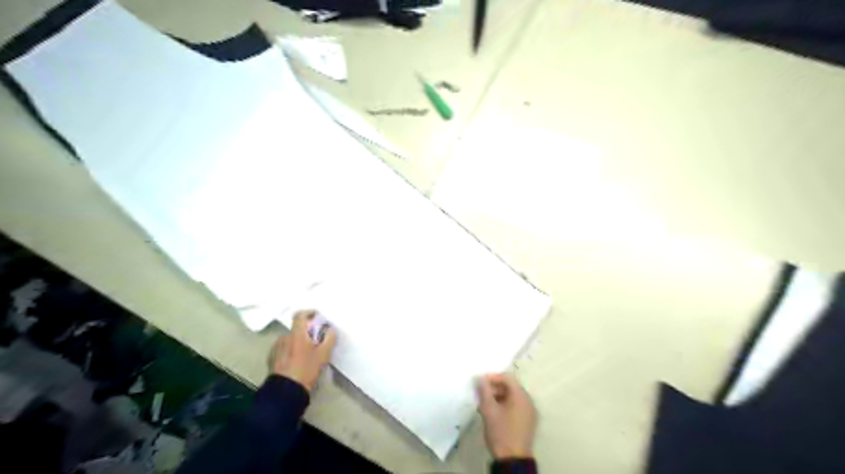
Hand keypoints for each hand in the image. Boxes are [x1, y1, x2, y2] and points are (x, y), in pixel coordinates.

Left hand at [271, 308, 336, 390]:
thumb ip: (329, 338)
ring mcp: (276, 348)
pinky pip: (283, 349)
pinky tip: (296, 362)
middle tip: (316, 341)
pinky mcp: (271, 358)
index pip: (300, 315)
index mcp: (296, 334)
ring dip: (297, 342)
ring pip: (290, 340)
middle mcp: (284, 337)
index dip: (309, 312)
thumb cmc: (306, 369)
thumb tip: (330, 329)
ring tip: (306, 354)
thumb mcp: (323, 354)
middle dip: (306, 333)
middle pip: (296, 329)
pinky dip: (290, 351)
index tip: (316, 315)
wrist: (286, 391)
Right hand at [478, 374, 536, 459]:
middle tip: (481, 394)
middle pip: (511, 387)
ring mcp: (530, 412)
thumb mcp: (488, 409)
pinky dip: (505, 406)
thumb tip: (480, 378)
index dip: (492, 377)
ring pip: (513, 398)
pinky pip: (516, 407)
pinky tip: (494, 414)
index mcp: (521, 396)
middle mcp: (528, 401)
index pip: (507, 377)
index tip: (480, 382)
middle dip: (494, 388)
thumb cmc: (500, 431)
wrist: (513, 459)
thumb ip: (484, 390)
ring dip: (498, 398)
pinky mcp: (528, 422)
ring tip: (485, 405)